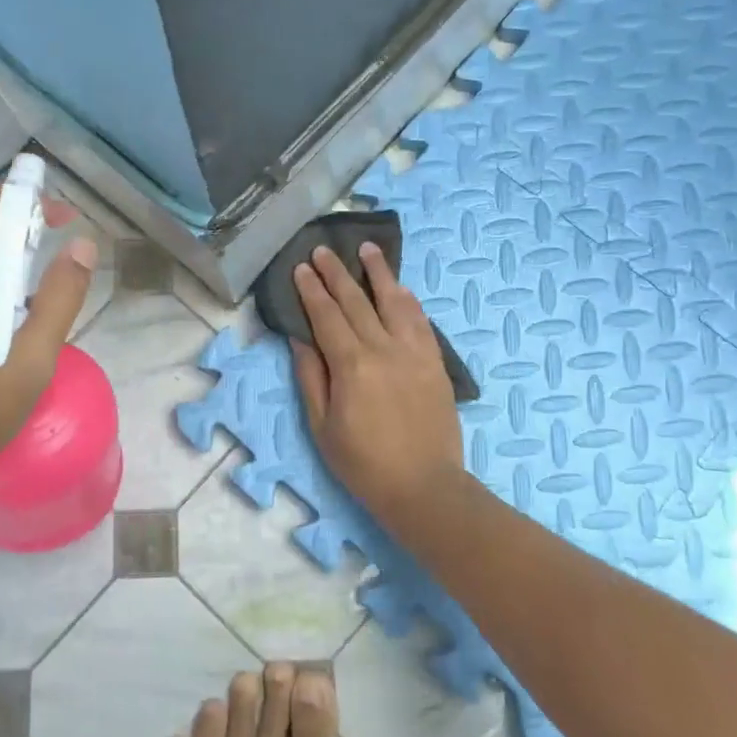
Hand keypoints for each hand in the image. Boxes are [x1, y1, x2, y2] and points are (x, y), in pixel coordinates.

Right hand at [291, 244, 465, 526]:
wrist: (424, 487)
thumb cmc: (363, 463)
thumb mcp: (322, 425)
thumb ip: (312, 377)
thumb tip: (300, 338)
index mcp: (352, 365)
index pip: (327, 316)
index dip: (312, 290)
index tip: (301, 267)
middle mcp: (384, 348)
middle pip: (357, 301)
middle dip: (337, 273)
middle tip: (324, 249)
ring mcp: (415, 353)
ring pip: (395, 301)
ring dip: (379, 273)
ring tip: (367, 249)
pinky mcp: (435, 362)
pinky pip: (421, 321)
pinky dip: (408, 300)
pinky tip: (401, 289)